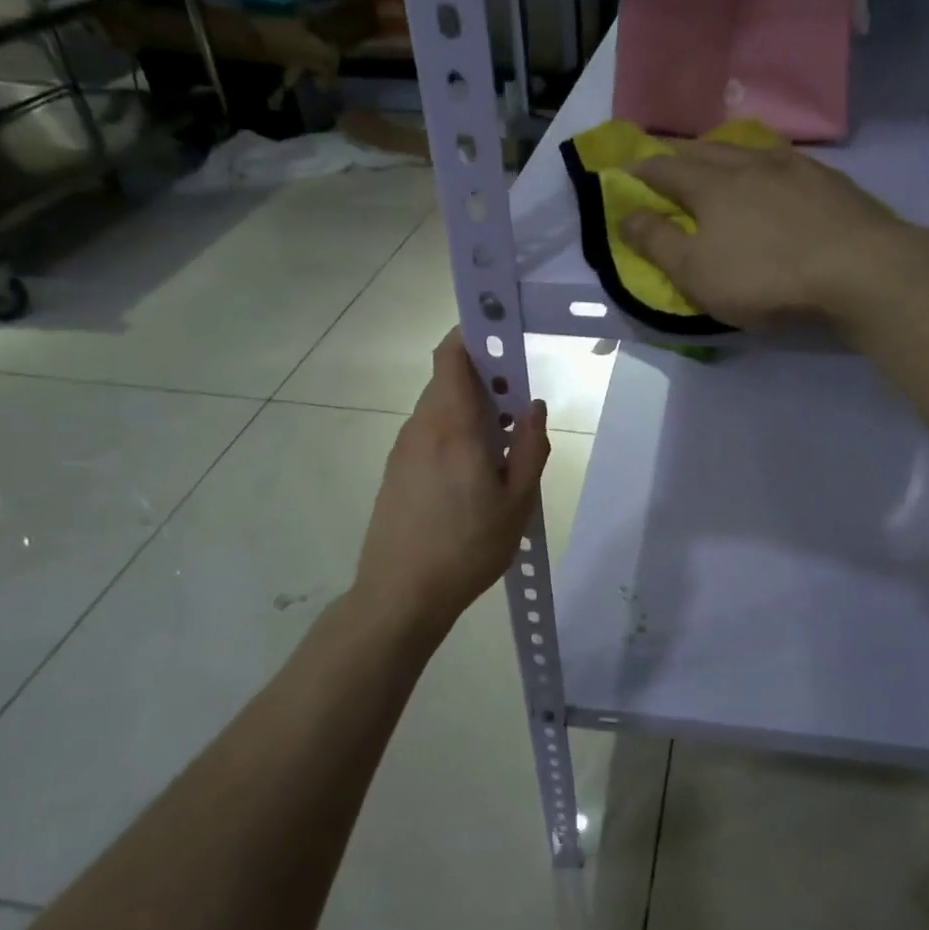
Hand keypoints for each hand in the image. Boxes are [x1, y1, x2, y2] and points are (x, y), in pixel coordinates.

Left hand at [354, 330, 550, 630]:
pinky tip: (472, 474)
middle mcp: (422, 427)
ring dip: (470, 411)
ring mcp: (403, 449)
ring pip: (439, 409)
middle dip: (484, 380)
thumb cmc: (467, 547)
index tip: (503, 336)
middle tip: (517, 410)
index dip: (473, 334)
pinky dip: (453, 433)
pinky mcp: (395, 471)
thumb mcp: (517, 502)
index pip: (451, 355)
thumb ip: (531, 447)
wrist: (400, 594)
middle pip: (448, 380)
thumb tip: (533, 405)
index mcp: (452, 426)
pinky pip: (429, 434)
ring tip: (501, 449)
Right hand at [619, 141, 916, 328]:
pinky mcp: (830, 180)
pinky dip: (766, 163)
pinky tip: (775, 173)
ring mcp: (795, 167)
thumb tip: (625, 215)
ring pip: (749, 149)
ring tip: (718, 157)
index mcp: (711, 185)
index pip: (666, 169)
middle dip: (680, 153)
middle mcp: (750, 163)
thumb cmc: (765, 277)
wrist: (859, 270)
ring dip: (725, 151)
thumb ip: (657, 243)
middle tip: (667, 156)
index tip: (626, 169)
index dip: (642, 170)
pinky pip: (786, 161)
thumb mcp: (696, 272)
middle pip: (706, 150)